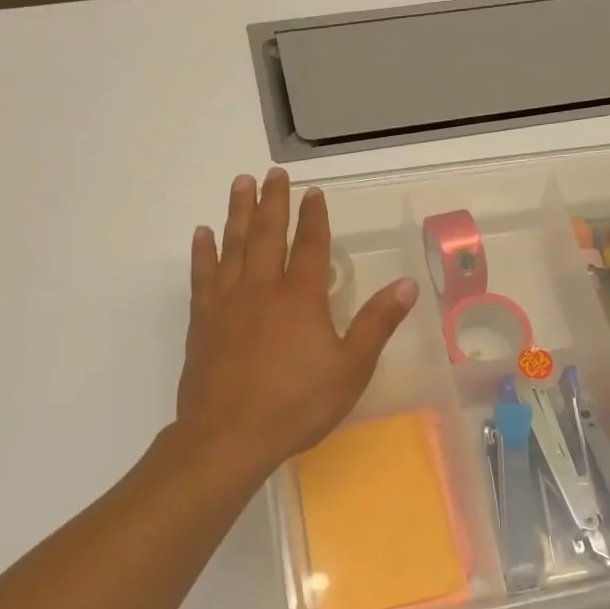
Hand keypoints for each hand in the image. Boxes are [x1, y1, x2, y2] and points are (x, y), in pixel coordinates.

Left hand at [178, 169, 417, 473]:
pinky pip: (202, 275)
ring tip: (241, 183)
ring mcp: (228, 302)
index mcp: (301, 297)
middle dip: (273, 201)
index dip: (314, 217)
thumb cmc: (297, 404)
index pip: (311, 246)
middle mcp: (263, 288)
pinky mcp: (203, 320)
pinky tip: (203, 234)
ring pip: (233, 244)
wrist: (230, 435)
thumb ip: (376, 324)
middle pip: (268, 234)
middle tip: (273, 173)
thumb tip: (407, 285)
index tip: (314, 193)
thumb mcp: (351, 368)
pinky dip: (203, 251)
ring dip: (238, 212)